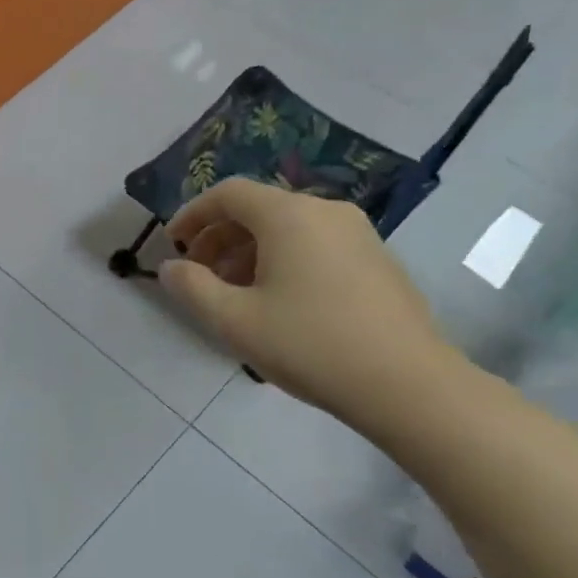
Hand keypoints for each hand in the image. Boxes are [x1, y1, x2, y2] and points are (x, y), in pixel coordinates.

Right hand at [158, 178, 456, 419]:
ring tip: (234, 295)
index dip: (193, 214)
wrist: (407, 384)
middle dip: (219, 238)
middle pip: (259, 209)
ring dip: (250, 252)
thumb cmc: (309, 345)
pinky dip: (284, 261)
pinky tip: (278, 304)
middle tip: (198, 275)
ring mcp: (358, 234)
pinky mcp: (377, 260)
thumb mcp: (233, 320)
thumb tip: (170, 267)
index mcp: (289, 216)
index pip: (229, 193)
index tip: (172, 244)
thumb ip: (191, 287)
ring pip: (288, 229)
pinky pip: (316, 246)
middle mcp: (325, 212)